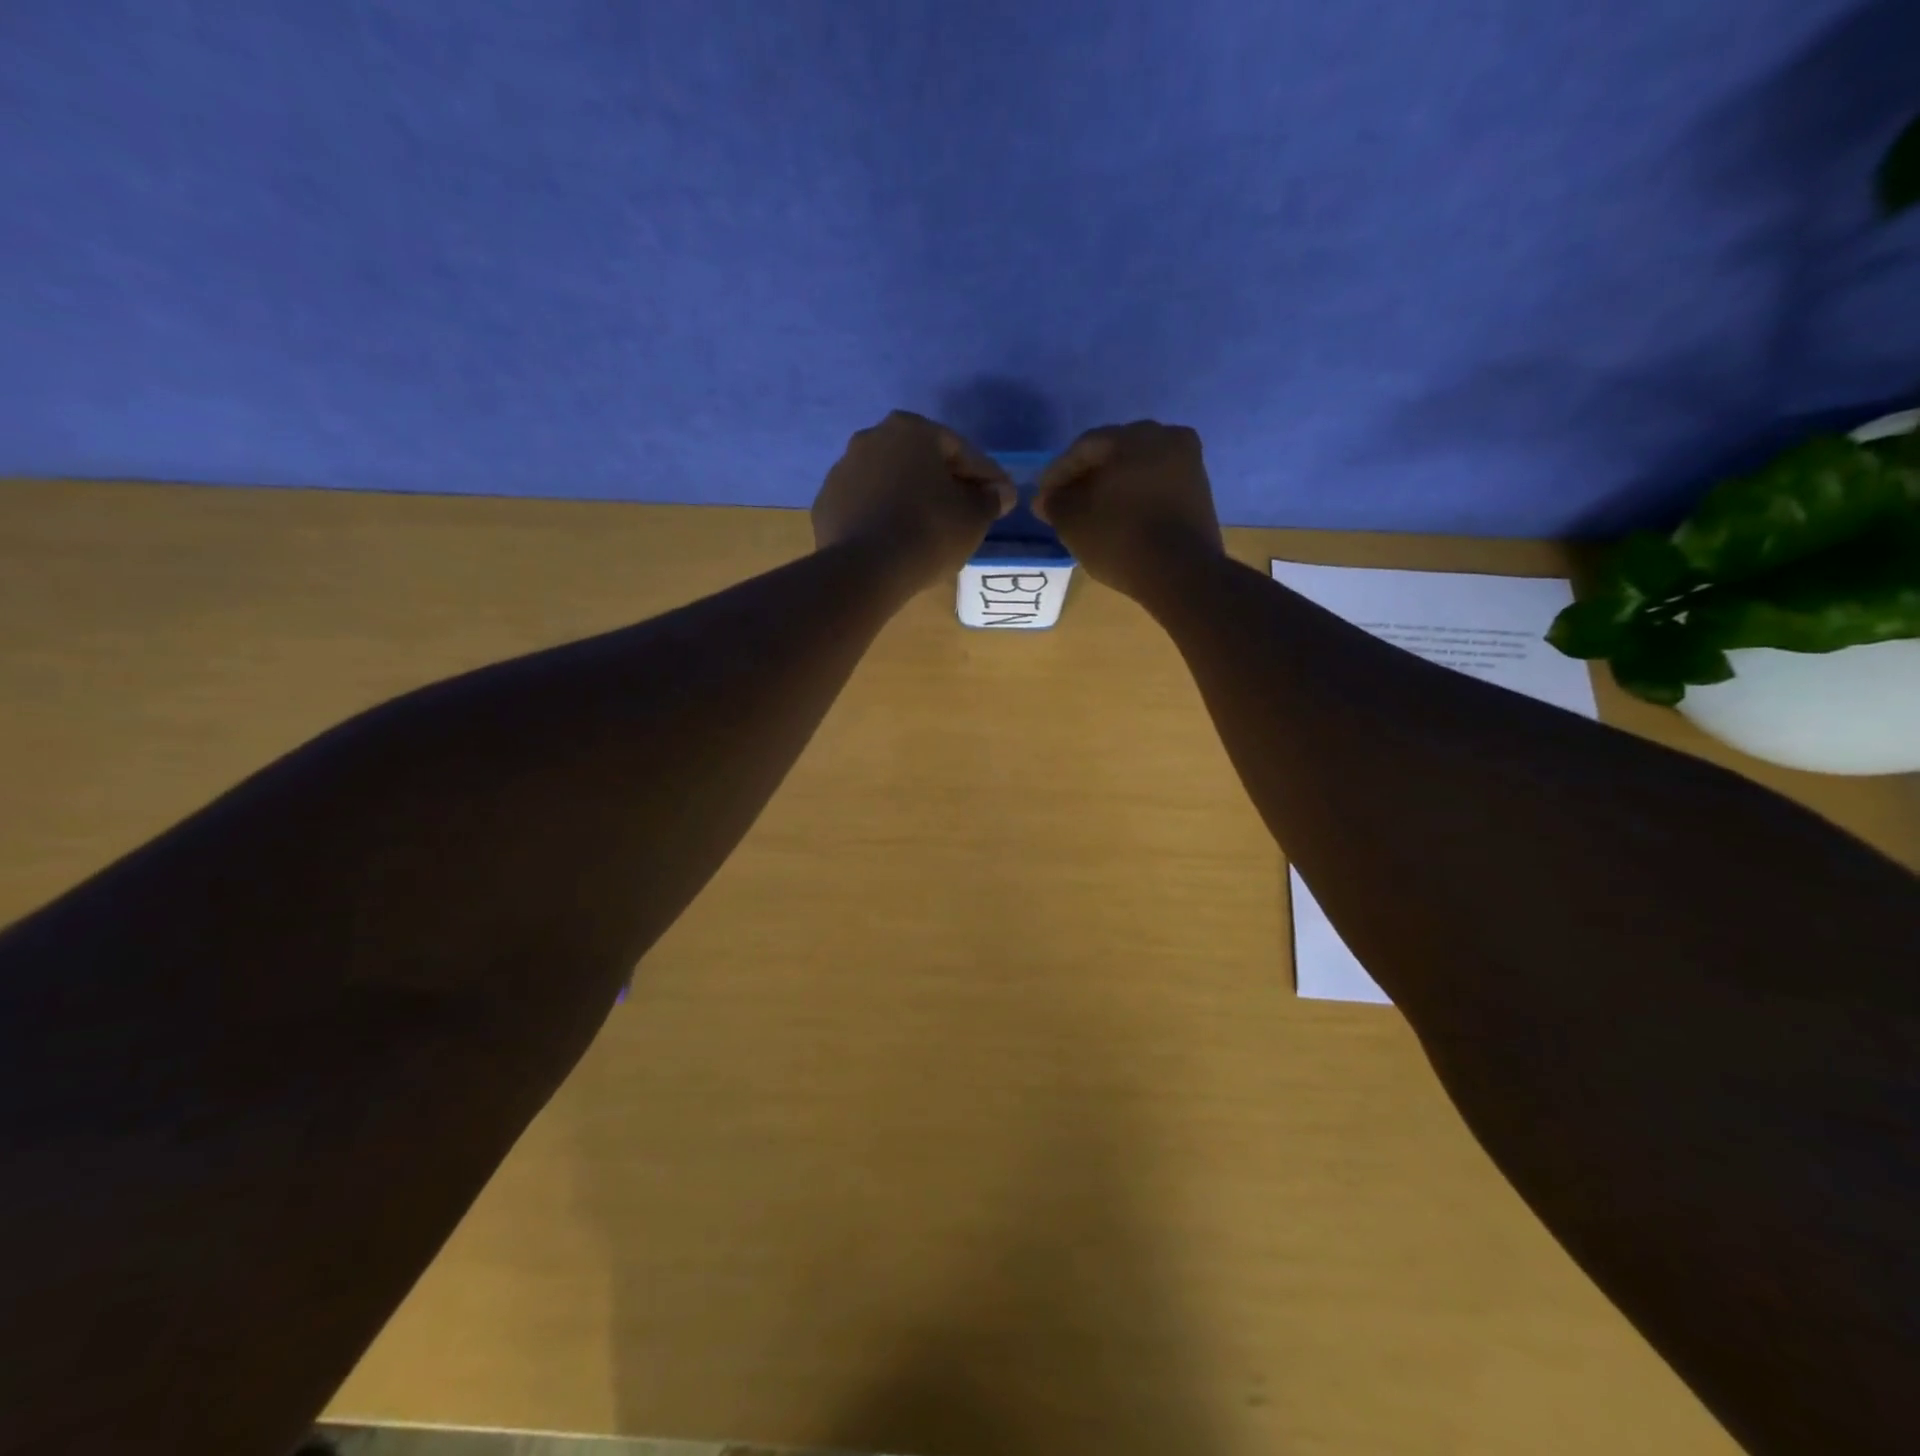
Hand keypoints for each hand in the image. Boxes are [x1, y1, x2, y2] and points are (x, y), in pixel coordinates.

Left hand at [813, 411, 1014, 590]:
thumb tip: (1000, 492)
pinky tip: (896, 542)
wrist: (866, 569)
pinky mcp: (826, 505)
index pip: (960, 451)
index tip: (1000, 499)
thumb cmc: (929, 531)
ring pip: (889, 483)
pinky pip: (866, 507)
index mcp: (911, 430)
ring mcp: (842, 471)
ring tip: (929, 531)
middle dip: (944, 484)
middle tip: (965, 513)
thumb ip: (991, 498)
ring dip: (910, 499)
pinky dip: (883, 518)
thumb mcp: (974, 516)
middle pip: (920, 462)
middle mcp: (871, 438)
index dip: (986, 477)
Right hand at [1035, 421, 1223, 598]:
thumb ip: (1054, 503)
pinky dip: (1134, 498)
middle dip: (1086, 477)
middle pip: (1113, 454)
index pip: (1084, 447)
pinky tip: (1118, 518)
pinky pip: (1155, 487)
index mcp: (1135, 436)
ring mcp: (1188, 464)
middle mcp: (1167, 438)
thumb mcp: (1073, 522)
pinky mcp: (1199, 492)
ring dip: (1111, 487)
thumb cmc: (1120, 539)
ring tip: (1089, 513)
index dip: (1058, 473)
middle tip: (1064, 503)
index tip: (1042, 498)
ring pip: (1137, 470)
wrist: (1182, 574)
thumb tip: (1046, 498)